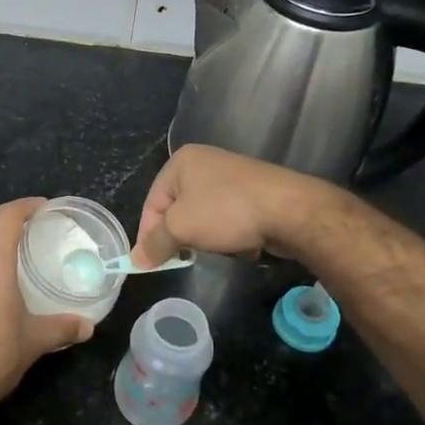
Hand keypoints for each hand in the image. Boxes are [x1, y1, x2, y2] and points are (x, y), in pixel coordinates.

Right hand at [133, 144, 334, 267]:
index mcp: (181, 162)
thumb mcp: (180, 227)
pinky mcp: (253, 193)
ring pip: (204, 217)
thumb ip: (155, 243)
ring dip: (208, 238)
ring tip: (220, 247)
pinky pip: (229, 219)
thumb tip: (135, 260)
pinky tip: (243, 243)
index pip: (152, 202)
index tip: (150, 263)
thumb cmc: (225, 211)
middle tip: (184, 258)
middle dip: (182, 236)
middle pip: (178, 209)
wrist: (289, 209)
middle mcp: (204, 163)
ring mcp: (231, 177)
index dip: (148, 234)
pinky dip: (231, 234)